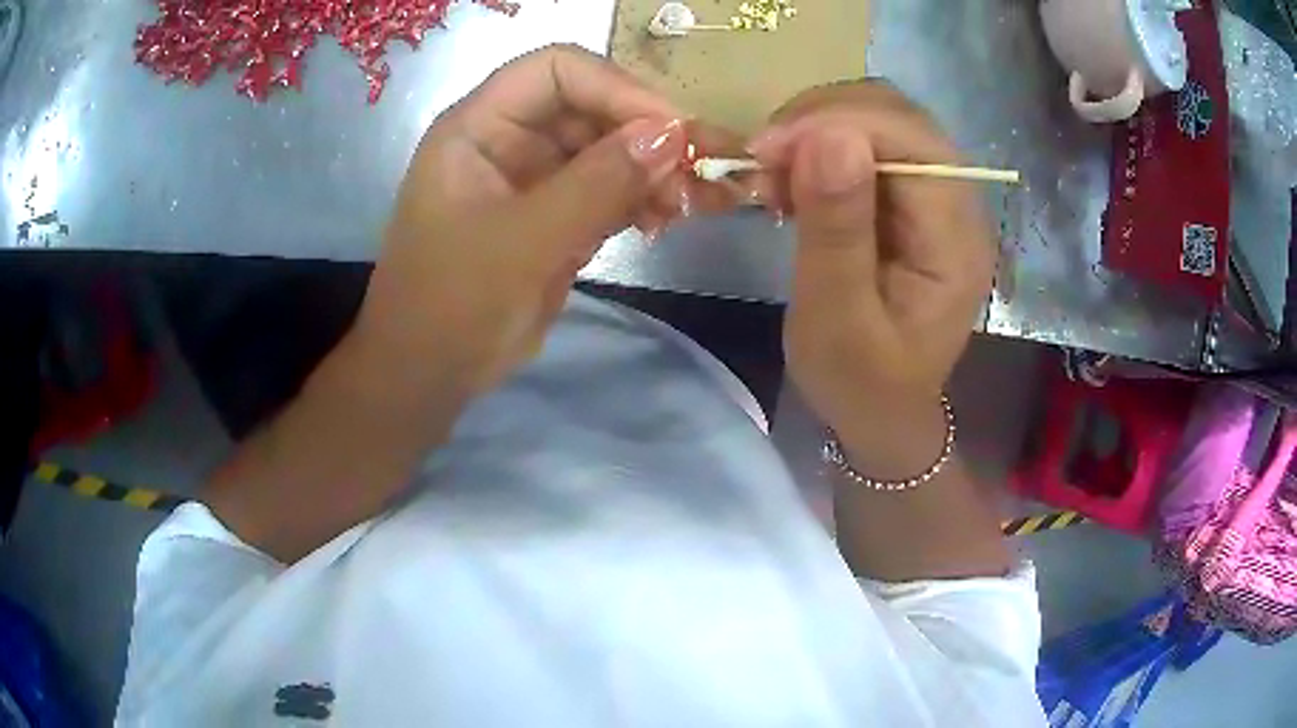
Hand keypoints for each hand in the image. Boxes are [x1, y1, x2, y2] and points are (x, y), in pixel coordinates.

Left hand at [351, 45, 689, 400]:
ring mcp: (534, 178)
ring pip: (609, 150)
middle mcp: (509, 139)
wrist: (429, 374)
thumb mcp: (523, 241)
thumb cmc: (453, 304)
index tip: (671, 131)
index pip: (557, 70)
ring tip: (693, 204)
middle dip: (648, 135)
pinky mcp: (555, 216)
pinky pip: (609, 191)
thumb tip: (672, 135)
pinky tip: (667, 221)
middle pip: (592, 107)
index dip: (617, 88)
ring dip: (655, 171)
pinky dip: (642, 200)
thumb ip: (597, 183)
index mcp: (479, 126)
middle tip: (702, 171)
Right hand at [749, 82, 994, 471]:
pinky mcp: (911, 199)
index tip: (768, 149)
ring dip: (818, 129)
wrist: (882, 411)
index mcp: (955, 239)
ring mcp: (937, 197)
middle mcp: (958, 204)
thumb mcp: (837, 319)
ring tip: (774, 173)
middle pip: (900, 116)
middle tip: (765, 161)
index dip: (841, 122)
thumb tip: (827, 136)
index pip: (913, 141)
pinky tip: (794, 180)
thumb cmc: (861, 382)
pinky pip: (868, 143)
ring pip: (880, 119)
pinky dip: (820, 147)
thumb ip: (837, 230)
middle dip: (824, 119)